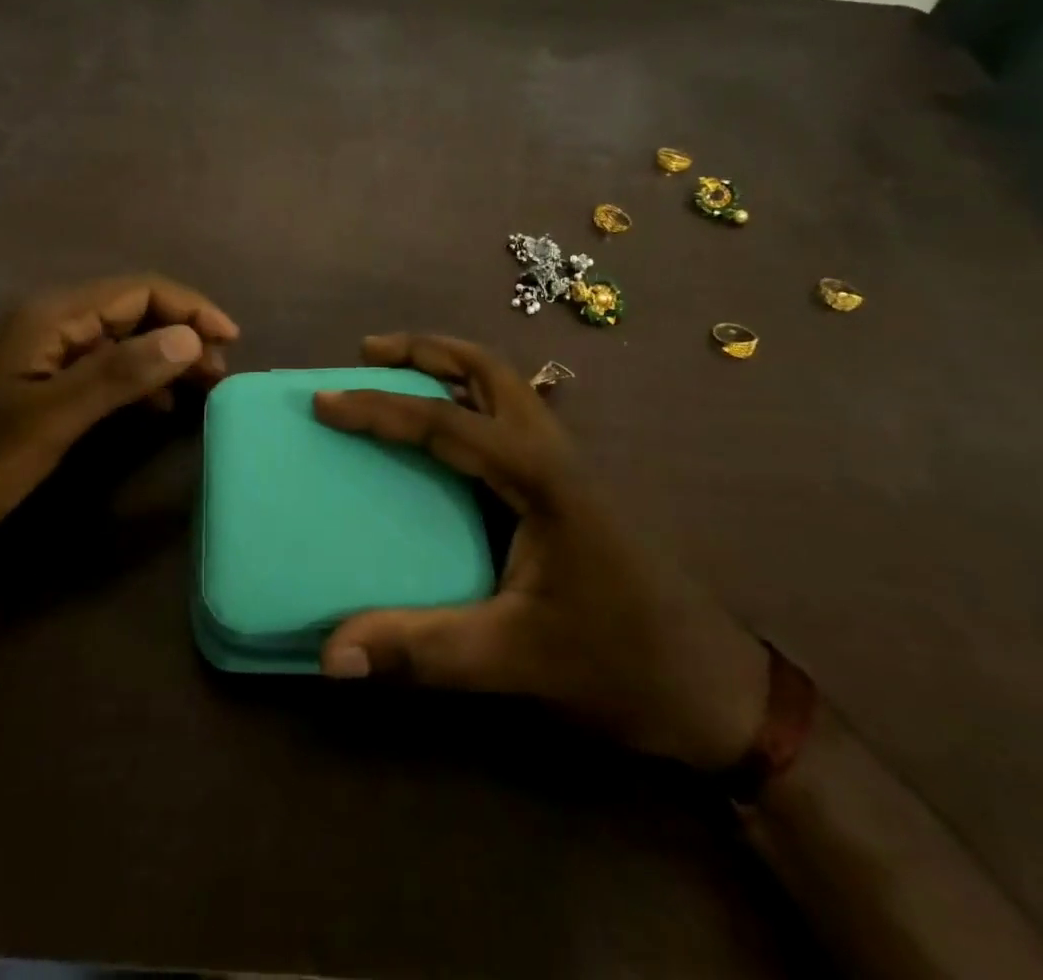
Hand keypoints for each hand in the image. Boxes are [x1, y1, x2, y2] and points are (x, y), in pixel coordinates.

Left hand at [0, 275, 238, 550]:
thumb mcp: (51, 418)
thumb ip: (119, 374)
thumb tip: (188, 337)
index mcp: (52, 316)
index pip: (139, 291)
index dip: (190, 309)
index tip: (231, 340)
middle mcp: (50, 321)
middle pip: (133, 310)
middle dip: (182, 332)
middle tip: (219, 372)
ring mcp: (43, 350)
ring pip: (120, 338)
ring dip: (163, 356)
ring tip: (199, 389)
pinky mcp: (38, 379)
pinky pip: (101, 365)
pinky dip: (136, 379)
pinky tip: (154, 407)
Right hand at [313, 333, 768, 770]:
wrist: (717, 692)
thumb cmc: (622, 664)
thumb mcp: (515, 658)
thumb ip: (422, 649)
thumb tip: (330, 653)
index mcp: (540, 475)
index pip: (445, 422)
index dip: (379, 408)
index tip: (325, 400)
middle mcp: (554, 452)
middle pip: (487, 370)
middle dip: (425, 351)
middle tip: (369, 353)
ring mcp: (567, 466)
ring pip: (504, 389)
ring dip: (450, 369)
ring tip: (399, 375)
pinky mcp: (569, 488)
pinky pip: (510, 421)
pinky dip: (469, 403)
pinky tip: (448, 439)